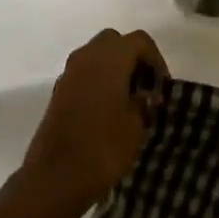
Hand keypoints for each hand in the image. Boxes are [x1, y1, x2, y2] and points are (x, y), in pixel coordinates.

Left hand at [20, 28, 163, 213]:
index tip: (162, 87)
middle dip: (133, 58)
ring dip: (115, 68)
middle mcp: (86, 57)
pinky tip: (109, 109)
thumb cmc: (103, 148)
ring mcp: (69, 73)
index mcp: (109, 58)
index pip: (139, 40)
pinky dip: (99, 80)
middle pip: (115, 42)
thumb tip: (144, 95)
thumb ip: (143, 102)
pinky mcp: (59, 90)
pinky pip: (84, 72)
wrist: (55, 177)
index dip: (156, 60)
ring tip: (129, 100)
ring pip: (97, 55)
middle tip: (146, 87)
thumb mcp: (136, 126)